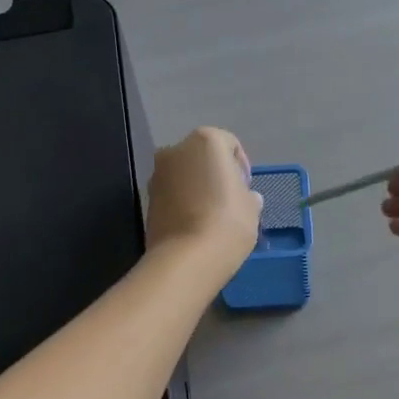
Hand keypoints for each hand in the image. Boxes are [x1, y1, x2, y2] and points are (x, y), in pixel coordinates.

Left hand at [145, 127, 262, 281]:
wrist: (187, 257)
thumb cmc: (228, 221)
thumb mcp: (251, 206)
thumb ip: (248, 195)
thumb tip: (246, 197)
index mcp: (206, 141)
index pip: (229, 144)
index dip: (241, 165)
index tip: (246, 188)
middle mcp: (176, 150)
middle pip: (202, 156)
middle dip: (215, 173)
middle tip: (230, 199)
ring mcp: (157, 174)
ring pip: (184, 175)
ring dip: (197, 188)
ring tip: (212, 215)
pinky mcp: (147, 199)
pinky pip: (172, 194)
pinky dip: (183, 202)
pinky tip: (195, 224)